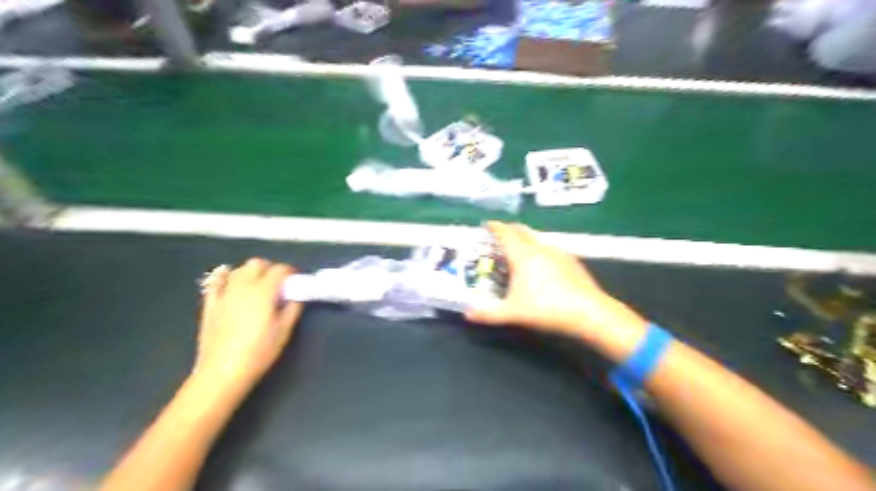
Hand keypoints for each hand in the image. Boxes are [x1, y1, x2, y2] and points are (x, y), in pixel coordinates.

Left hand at [191, 260, 300, 392]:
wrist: (222, 372)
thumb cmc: (259, 352)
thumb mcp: (284, 331)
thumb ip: (292, 309)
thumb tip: (296, 296)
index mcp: (264, 292)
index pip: (280, 270)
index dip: (290, 272)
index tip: (295, 282)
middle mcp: (243, 286)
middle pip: (257, 264)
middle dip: (270, 269)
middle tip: (278, 285)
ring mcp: (223, 294)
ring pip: (238, 269)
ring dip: (250, 272)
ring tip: (257, 286)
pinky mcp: (210, 304)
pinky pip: (215, 282)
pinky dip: (224, 277)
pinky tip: (230, 282)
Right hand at [469, 222, 645, 359]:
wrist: (589, 312)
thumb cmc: (546, 308)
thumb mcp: (513, 313)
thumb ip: (488, 314)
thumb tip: (467, 315)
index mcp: (523, 255)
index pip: (505, 233)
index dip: (495, 227)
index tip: (487, 224)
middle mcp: (540, 248)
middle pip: (522, 231)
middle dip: (510, 230)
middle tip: (500, 236)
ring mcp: (558, 252)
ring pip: (538, 239)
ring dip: (526, 240)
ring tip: (519, 253)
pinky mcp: (572, 261)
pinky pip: (550, 249)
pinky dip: (540, 251)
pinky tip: (542, 267)